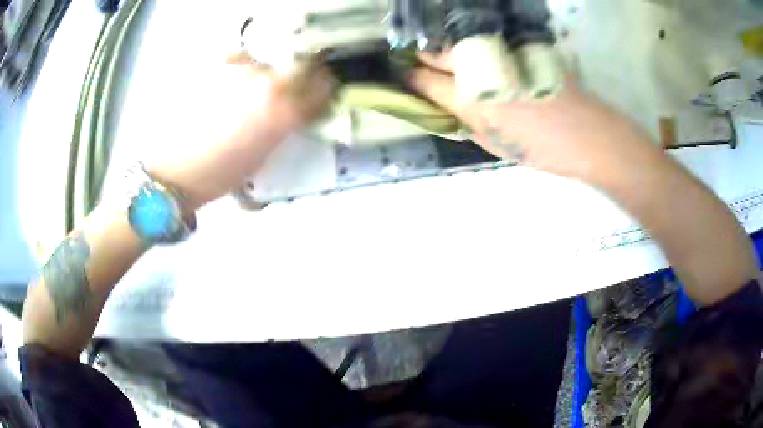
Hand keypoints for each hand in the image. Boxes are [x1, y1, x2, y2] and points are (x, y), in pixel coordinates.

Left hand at [150, 53, 334, 210]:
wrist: (170, 170)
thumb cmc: (217, 175)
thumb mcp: (261, 157)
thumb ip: (283, 127)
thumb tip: (294, 111)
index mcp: (284, 113)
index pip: (322, 88)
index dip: (324, 90)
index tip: (319, 94)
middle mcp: (268, 83)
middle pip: (302, 66)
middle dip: (302, 76)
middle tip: (290, 88)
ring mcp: (241, 69)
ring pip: (268, 63)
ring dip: (266, 76)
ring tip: (247, 93)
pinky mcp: (215, 63)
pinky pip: (240, 59)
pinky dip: (240, 70)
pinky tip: (227, 86)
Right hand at [408, 52, 657, 182]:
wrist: (589, 135)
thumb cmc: (542, 149)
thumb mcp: (493, 144)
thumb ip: (461, 120)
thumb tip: (439, 104)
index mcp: (471, 100)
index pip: (424, 80)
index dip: (409, 79)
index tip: (403, 79)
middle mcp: (481, 69)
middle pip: (436, 52)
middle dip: (422, 58)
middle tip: (420, 66)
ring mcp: (502, 53)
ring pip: (458, 42)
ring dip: (445, 50)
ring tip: (446, 62)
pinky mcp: (520, 45)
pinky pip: (486, 40)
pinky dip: (473, 46)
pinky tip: (476, 55)